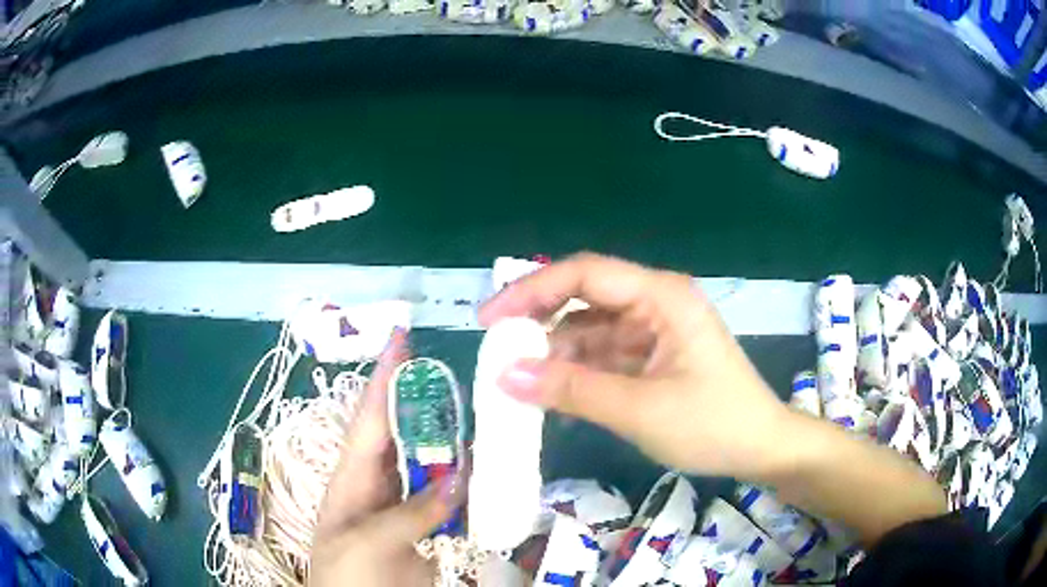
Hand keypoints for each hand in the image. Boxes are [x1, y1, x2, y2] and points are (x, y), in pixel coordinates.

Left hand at [310, 330, 465, 586]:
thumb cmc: (346, 577)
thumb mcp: (368, 544)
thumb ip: (411, 512)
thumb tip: (457, 479)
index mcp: (350, 480)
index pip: (367, 420)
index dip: (383, 379)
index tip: (401, 339)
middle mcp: (375, 486)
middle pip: (399, 436)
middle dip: (420, 403)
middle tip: (453, 375)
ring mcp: (399, 509)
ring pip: (425, 466)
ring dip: (447, 444)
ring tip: (476, 416)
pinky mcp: (421, 531)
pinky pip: (444, 501)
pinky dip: (462, 486)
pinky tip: (483, 473)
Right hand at [478, 253, 789, 478]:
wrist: (761, 448)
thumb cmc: (712, 424)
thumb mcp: (639, 410)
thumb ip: (572, 390)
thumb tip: (504, 375)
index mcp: (662, 297)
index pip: (585, 274)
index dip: (532, 291)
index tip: (491, 320)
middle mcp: (656, 303)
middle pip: (585, 297)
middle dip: (540, 320)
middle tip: (498, 348)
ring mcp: (656, 330)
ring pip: (592, 328)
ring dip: (556, 351)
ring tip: (518, 377)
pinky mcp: (654, 355)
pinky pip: (605, 354)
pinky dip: (578, 370)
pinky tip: (554, 391)